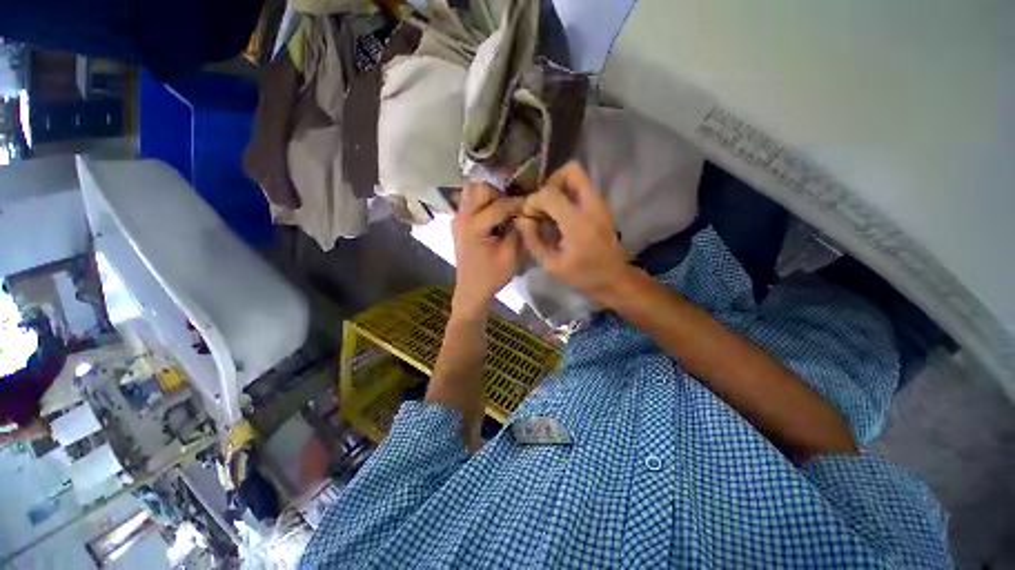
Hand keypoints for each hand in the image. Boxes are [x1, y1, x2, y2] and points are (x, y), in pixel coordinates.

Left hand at [451, 183, 523, 317]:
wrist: (472, 290)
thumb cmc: (491, 275)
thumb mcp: (510, 255)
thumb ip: (517, 230)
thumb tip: (523, 213)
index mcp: (474, 226)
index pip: (499, 205)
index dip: (518, 203)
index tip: (531, 205)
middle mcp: (462, 217)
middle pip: (480, 188)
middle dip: (500, 194)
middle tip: (512, 209)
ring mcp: (457, 218)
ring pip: (472, 191)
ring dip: (489, 196)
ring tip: (502, 209)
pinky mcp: (458, 222)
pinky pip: (469, 201)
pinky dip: (481, 202)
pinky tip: (492, 215)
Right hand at [517, 162, 630, 302]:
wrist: (614, 278)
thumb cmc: (583, 275)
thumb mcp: (552, 265)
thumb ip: (533, 241)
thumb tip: (521, 219)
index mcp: (577, 222)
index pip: (549, 194)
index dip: (533, 201)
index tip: (528, 216)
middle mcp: (591, 205)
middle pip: (571, 170)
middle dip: (550, 182)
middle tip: (542, 204)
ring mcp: (600, 204)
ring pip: (578, 177)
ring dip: (559, 188)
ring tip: (550, 211)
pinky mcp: (602, 207)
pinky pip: (582, 189)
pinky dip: (568, 195)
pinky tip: (561, 217)